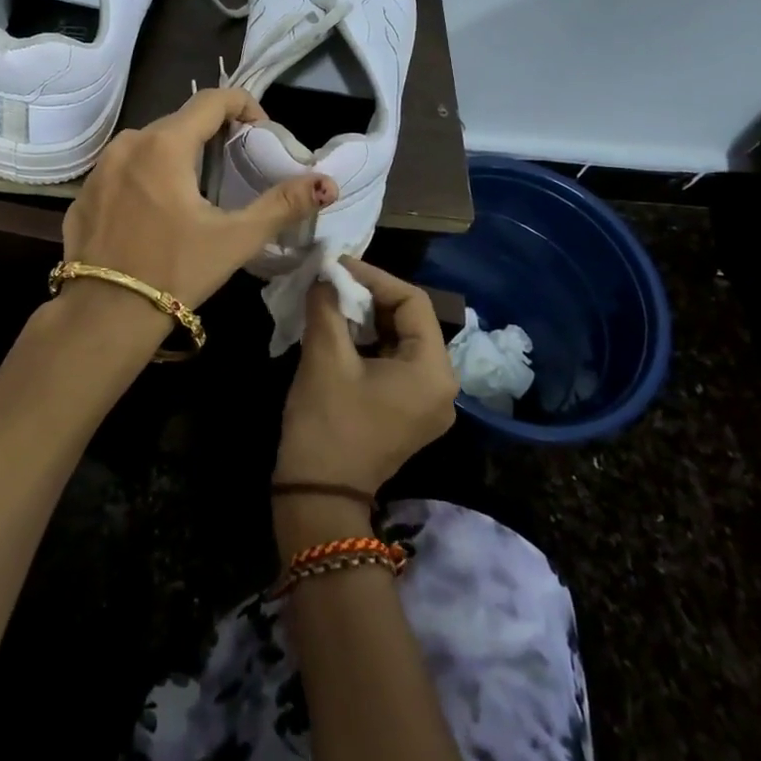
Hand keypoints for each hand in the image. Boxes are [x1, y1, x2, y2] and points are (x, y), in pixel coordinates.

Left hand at [57, 88, 335, 351]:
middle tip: (235, 164)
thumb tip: (327, 184)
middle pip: (179, 121)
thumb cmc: (174, 271)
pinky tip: (157, 212)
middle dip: (211, 133)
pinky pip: (123, 169)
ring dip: (178, 154)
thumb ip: (282, 204)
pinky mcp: (84, 193)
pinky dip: (146, 176)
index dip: (243, 106)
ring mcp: (100, 168)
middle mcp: (127, 144)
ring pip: (149, 144)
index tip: (260, 132)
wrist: (103, 316)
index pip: (211, 100)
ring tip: (198, 189)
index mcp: (164, 144)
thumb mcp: (235, 238)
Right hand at [273, 259, 458, 498]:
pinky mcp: (408, 413)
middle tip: (333, 281)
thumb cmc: (327, 422)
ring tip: (332, 300)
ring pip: (401, 341)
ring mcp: (427, 404)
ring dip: (368, 318)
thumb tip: (325, 272)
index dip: (374, 277)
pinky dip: (370, 342)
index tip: (338, 265)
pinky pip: (395, 363)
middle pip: (411, 320)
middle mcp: (442, 386)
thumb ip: (328, 305)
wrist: (318, 495)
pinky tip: (340, 330)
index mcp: (433, 371)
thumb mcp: (325, 356)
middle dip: (370, 297)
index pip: (413, 302)